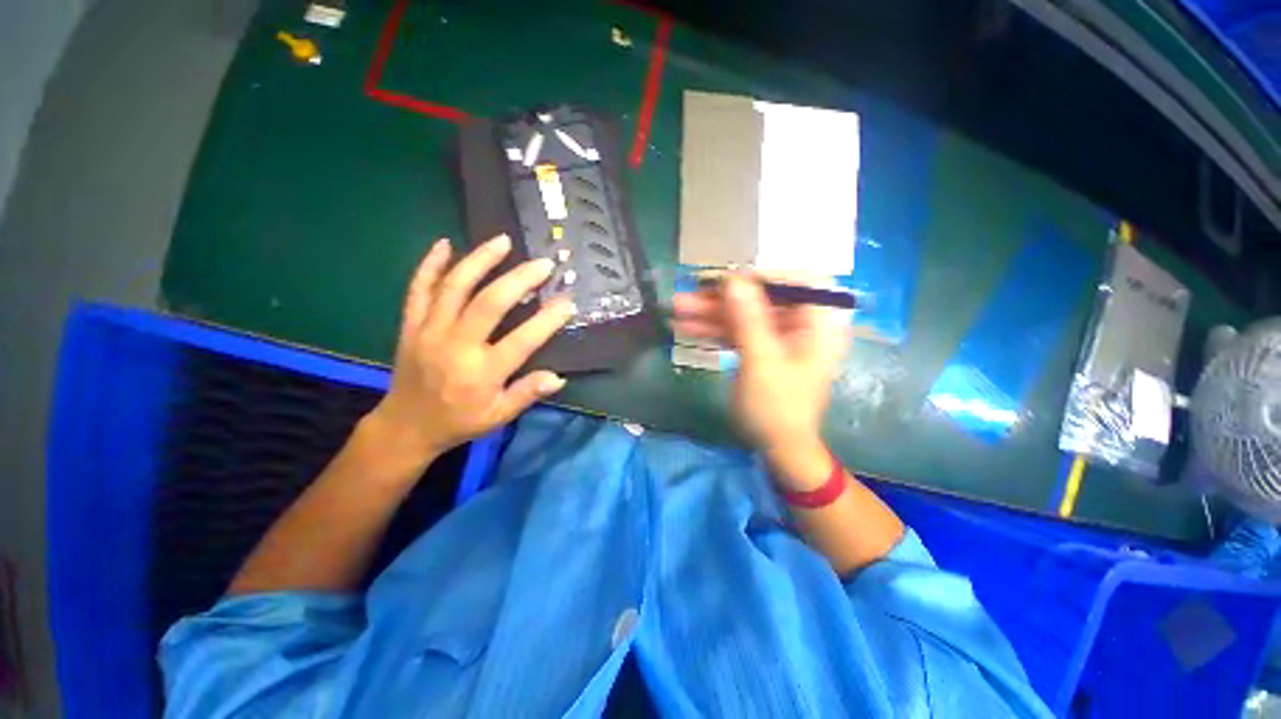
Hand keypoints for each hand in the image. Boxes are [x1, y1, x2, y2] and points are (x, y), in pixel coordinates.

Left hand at [365, 234, 574, 467]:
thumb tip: (559, 377)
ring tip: (502, 240)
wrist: (406, 425)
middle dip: (520, 279)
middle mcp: (455, 346)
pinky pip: (418, 289)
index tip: (567, 302)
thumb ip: (527, 393)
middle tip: (543, 264)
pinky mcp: (411, 325)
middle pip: (489, 303)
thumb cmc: (459, 421)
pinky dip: (430, 264)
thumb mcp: (499, 416)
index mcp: (481, 373)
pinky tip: (445, 244)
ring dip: (480, 260)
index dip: (547, 319)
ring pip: (454, 287)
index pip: (522, 340)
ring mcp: (429, 331)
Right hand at [673, 274, 849, 487]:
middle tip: (689, 294)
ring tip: (677, 309)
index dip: (761, 275)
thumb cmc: (777, 407)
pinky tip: (686, 327)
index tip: (726, 281)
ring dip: (711, 313)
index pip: (796, 281)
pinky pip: (738, 331)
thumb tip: (733, 279)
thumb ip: (748, 318)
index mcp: (818, 323)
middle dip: (723, 298)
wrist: (778, 447)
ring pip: (744, 315)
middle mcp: (802, 324)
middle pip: (761, 298)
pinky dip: (714, 330)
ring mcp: (779, 337)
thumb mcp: (761, 361)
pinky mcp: (762, 349)